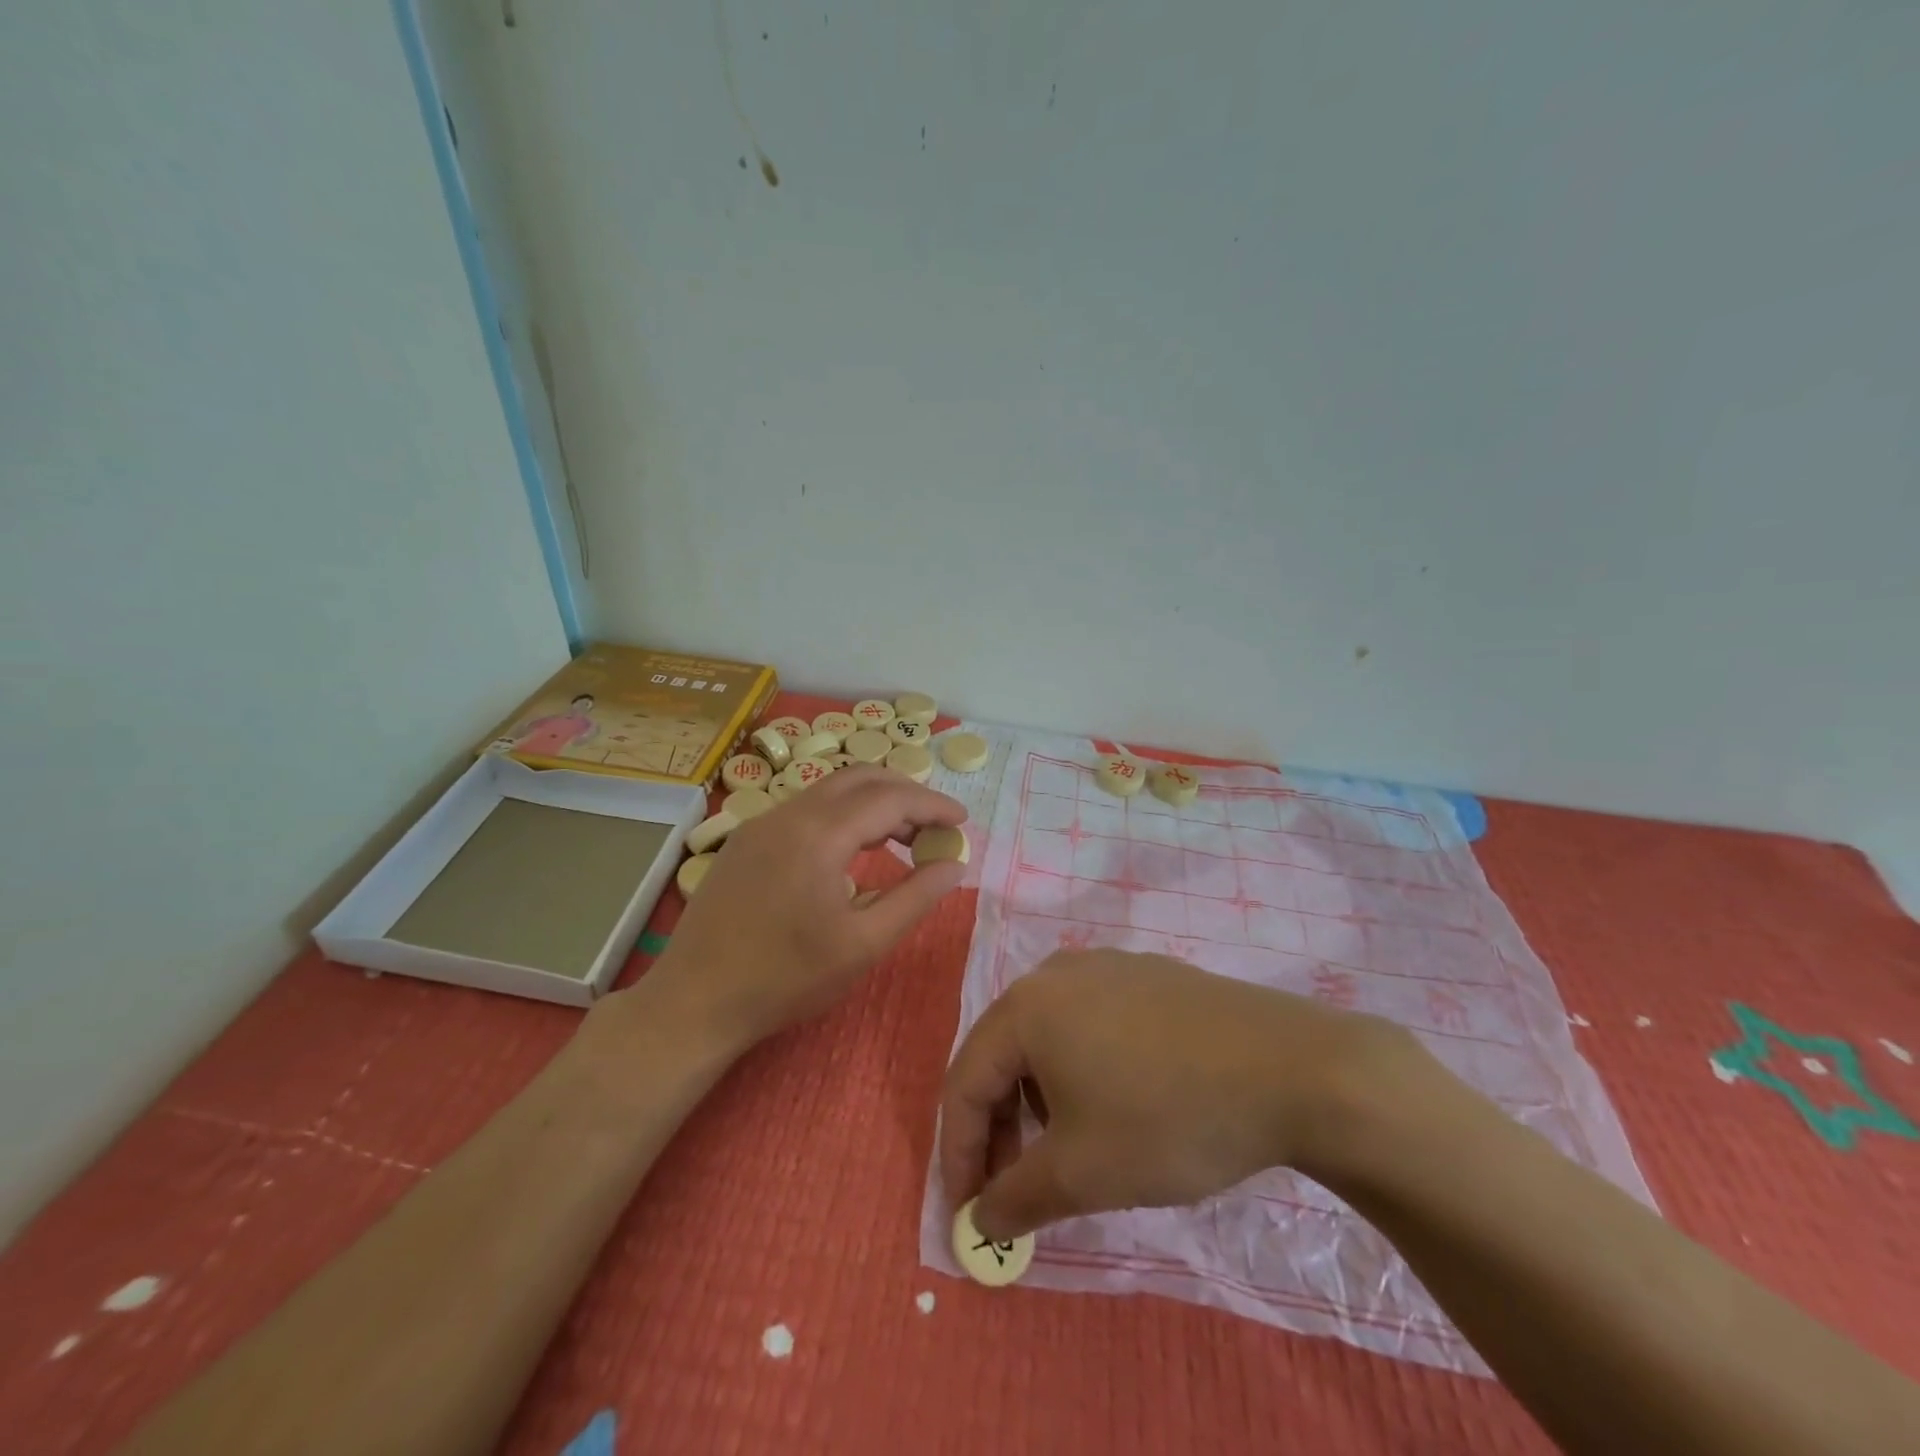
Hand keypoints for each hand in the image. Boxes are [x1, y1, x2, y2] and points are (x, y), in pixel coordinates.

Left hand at [638, 765, 966, 1053]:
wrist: (694, 1002)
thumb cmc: (785, 979)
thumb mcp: (863, 945)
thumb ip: (915, 898)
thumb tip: (955, 865)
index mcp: (819, 834)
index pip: (890, 798)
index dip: (932, 804)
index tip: (963, 820)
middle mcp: (789, 813)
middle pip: (860, 779)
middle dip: (905, 793)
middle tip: (935, 826)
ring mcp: (761, 822)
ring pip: (830, 791)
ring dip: (872, 803)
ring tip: (902, 837)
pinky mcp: (746, 840)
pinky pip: (806, 809)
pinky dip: (842, 815)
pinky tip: (852, 850)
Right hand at [940, 950, 1420, 1240]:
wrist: (1292, 1069)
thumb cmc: (1167, 1117)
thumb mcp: (1082, 1172)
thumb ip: (1016, 1198)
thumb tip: (979, 1220)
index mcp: (1025, 1006)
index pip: (964, 1082)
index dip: (958, 1153)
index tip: (969, 1215)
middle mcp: (1056, 973)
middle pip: (1004, 1055)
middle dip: (1000, 1129)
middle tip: (1016, 1191)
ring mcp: (1107, 968)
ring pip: (1048, 1039)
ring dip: (1040, 1102)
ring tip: (1069, 1153)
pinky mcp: (1149, 976)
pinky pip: (1091, 1025)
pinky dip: (1082, 1071)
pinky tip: (1118, 1106)